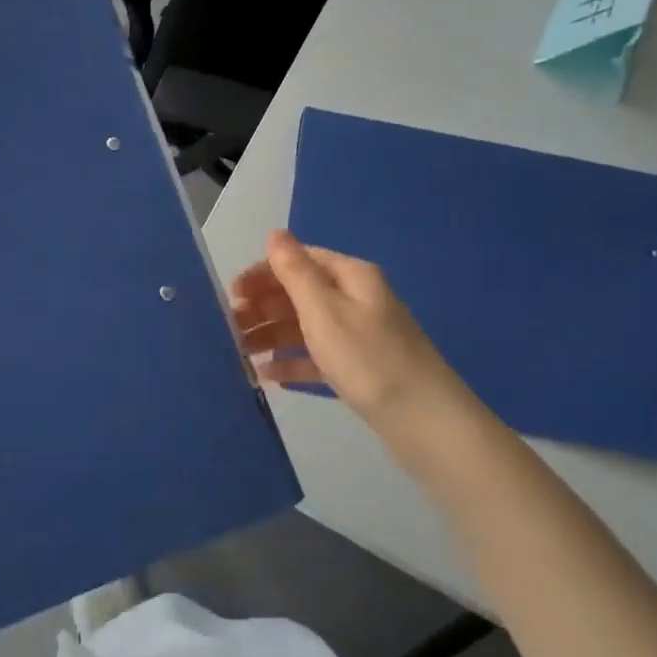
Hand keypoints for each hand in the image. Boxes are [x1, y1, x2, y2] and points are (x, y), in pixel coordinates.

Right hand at [231, 230, 463, 421]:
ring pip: (305, 327)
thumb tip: (275, 232)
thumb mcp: (325, 310)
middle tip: (230, 328)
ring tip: (239, 354)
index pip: (298, 261)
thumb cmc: (369, 359)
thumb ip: (295, 271)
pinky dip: (292, 362)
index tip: (231, 295)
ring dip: (271, 336)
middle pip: (300, 294)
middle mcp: (355, 300)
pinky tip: (267, 376)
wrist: (426, 423)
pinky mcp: (359, 369)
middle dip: (263, 307)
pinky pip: (317, 357)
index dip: (262, 273)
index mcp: (350, 277)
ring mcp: (359, 336)